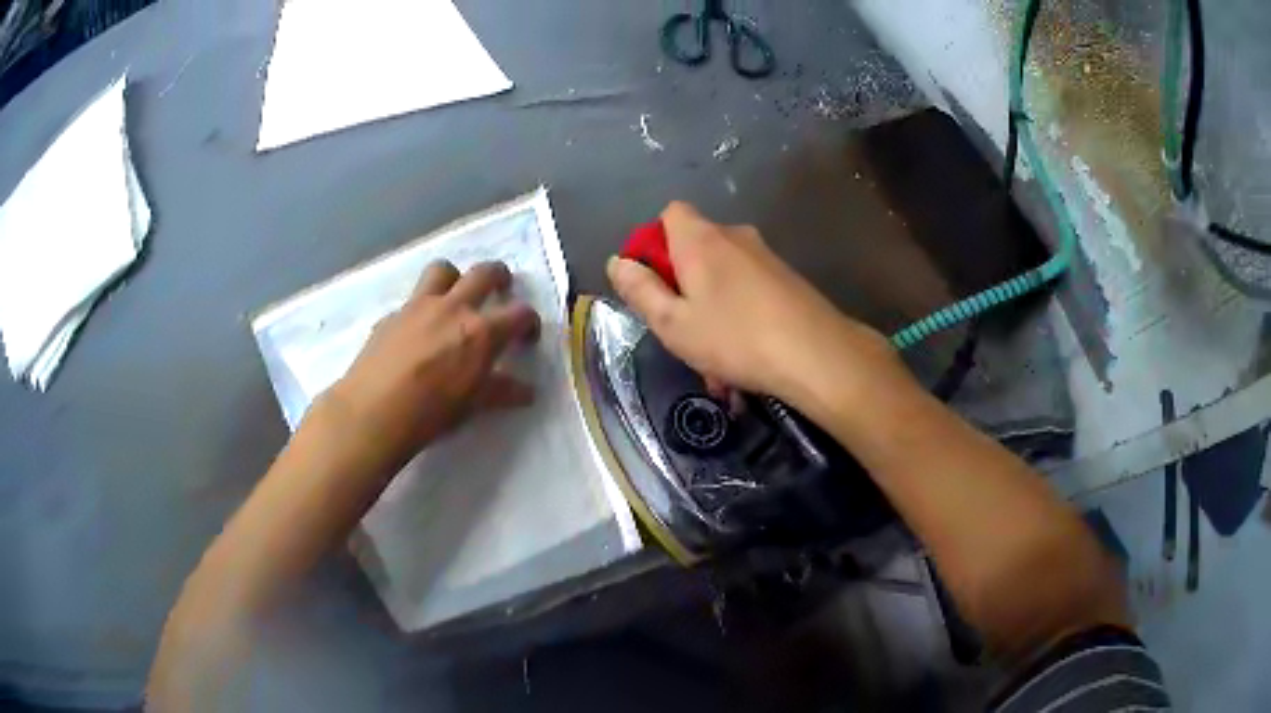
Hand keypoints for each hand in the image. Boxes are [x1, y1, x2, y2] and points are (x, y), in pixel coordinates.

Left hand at [320, 260, 540, 474]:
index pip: (519, 313)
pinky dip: (420, 310)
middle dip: (499, 276)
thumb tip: (526, 391)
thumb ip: (500, 391)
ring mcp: (419, 306)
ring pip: (443, 269)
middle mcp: (453, 308)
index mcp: (481, 331)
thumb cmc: (430, 413)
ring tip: (454, 297)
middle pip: (484, 273)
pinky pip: (411, 300)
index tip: (527, 337)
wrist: (373, 411)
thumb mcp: (472, 406)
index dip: (530, 322)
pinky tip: (415, 334)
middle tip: (501, 290)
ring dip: (455, 277)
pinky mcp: (392, 315)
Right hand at [607, 202, 904, 410]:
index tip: (653, 283)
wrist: (817, 355)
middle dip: (681, 285)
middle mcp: (734, 236)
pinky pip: (748, 290)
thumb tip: (618, 262)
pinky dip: (737, 315)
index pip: (669, 213)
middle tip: (681, 330)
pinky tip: (743, 358)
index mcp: (700, 239)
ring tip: (714, 362)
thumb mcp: (672, 323)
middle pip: (695, 246)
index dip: (654, 243)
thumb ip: (640, 290)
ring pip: (722, 276)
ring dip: (710, 310)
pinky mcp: (787, 278)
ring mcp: (765, 256)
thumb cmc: (735, 338)